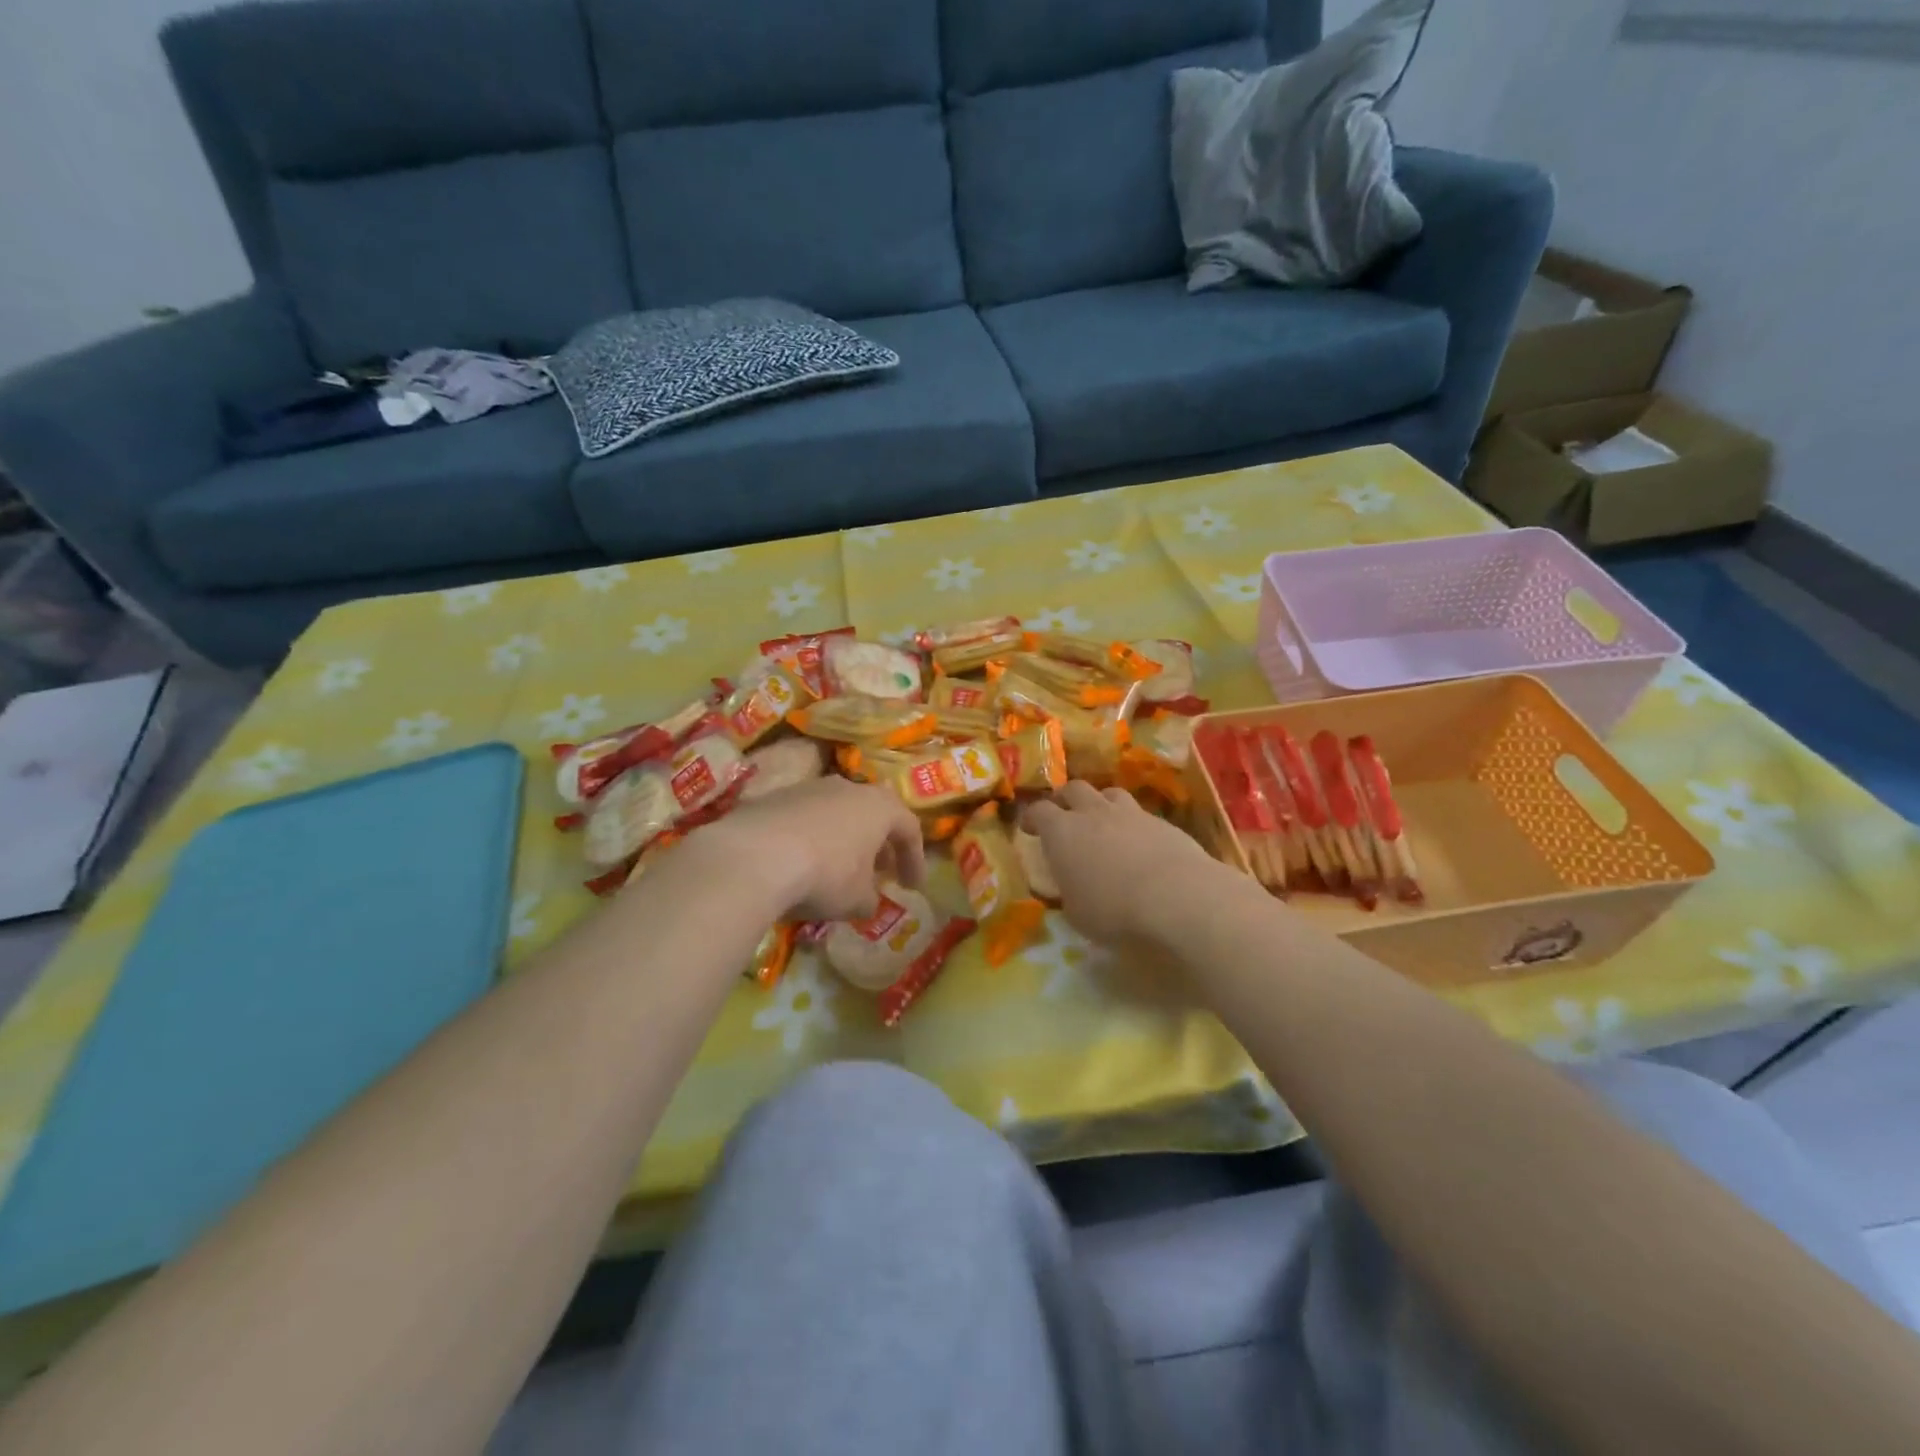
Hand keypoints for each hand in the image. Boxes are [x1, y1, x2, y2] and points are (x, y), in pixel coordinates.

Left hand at [690, 777, 924, 922]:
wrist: (753, 856)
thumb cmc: (824, 876)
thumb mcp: (857, 899)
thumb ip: (870, 898)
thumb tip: (866, 899)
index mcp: (879, 807)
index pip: (909, 828)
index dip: (914, 859)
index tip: (912, 887)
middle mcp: (847, 788)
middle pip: (872, 813)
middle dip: (878, 844)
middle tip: (879, 871)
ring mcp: (808, 788)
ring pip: (836, 812)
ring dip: (842, 839)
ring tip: (838, 868)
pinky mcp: (773, 797)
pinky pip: (803, 818)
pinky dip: (809, 839)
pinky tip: (799, 864)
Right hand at [1023, 781, 1226, 945]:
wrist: (1176, 896)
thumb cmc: (1113, 910)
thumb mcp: (1076, 914)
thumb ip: (1069, 894)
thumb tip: (1071, 889)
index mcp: (1062, 832)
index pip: (1038, 811)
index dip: (1031, 817)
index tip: (1029, 827)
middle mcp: (1092, 813)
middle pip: (1073, 789)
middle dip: (1065, 800)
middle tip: (1063, 815)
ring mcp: (1129, 813)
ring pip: (1109, 793)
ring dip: (1100, 803)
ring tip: (1102, 820)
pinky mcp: (1161, 822)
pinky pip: (1139, 813)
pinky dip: (1132, 822)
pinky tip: (1138, 841)